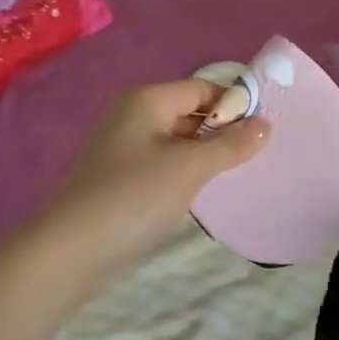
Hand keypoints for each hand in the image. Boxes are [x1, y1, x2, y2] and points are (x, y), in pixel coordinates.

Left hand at [34, 79, 269, 279]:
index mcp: (148, 100)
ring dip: (206, 153)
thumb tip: (266, 124)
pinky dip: (186, 171)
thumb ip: (231, 145)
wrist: (71, 251)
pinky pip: (164, 163)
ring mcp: (124, 147)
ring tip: (239, 172)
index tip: (267, 127)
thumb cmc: (134, 196)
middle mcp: (134, 115)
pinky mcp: (121, 177)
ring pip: (179, 140)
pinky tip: (205, 191)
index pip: (203, 88)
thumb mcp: (191, 168)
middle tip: (259, 153)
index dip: (236, 103)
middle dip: (223, 130)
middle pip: (190, 112)